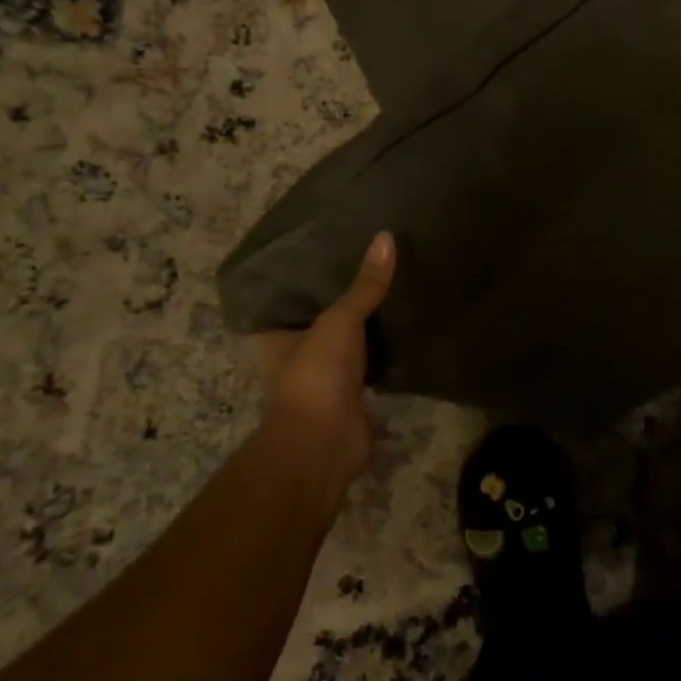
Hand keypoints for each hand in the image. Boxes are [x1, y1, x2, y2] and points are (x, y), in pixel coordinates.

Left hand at [249, 232, 395, 506]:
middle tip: (368, 263)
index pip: (284, 300)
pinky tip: (405, 326)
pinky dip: (384, 351)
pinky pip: (370, 363)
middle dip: (340, 298)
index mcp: (275, 338)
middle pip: (318, 319)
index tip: (325, 250)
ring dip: (363, 326)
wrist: (324, 444)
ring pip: (346, 342)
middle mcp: (294, 356)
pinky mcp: (352, 396)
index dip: (301, 278)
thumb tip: (387, 237)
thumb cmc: (316, 375)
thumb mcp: (340, 320)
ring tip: (391, 287)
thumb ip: (365, 285)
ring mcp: (323, 378)